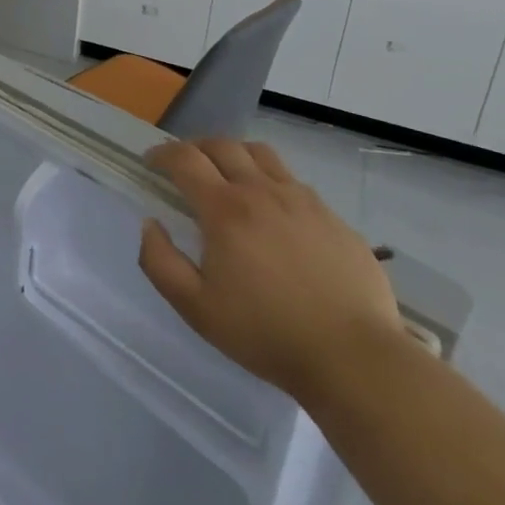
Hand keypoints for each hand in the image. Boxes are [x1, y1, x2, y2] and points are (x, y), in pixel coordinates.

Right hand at [138, 138, 402, 406]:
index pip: (184, 159)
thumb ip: (159, 261)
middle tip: (184, 166)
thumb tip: (150, 224)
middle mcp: (261, 192)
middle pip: (222, 146)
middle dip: (195, 148)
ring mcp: (302, 201)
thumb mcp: (195, 308)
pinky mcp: (333, 217)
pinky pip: (294, 182)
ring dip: (234, 155)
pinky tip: (273, 211)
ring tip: (228, 175)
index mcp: (224, 210)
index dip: (162, 153)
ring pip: (261, 154)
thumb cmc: (265, 334)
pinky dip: (271, 181)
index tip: (151, 163)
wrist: (353, 358)